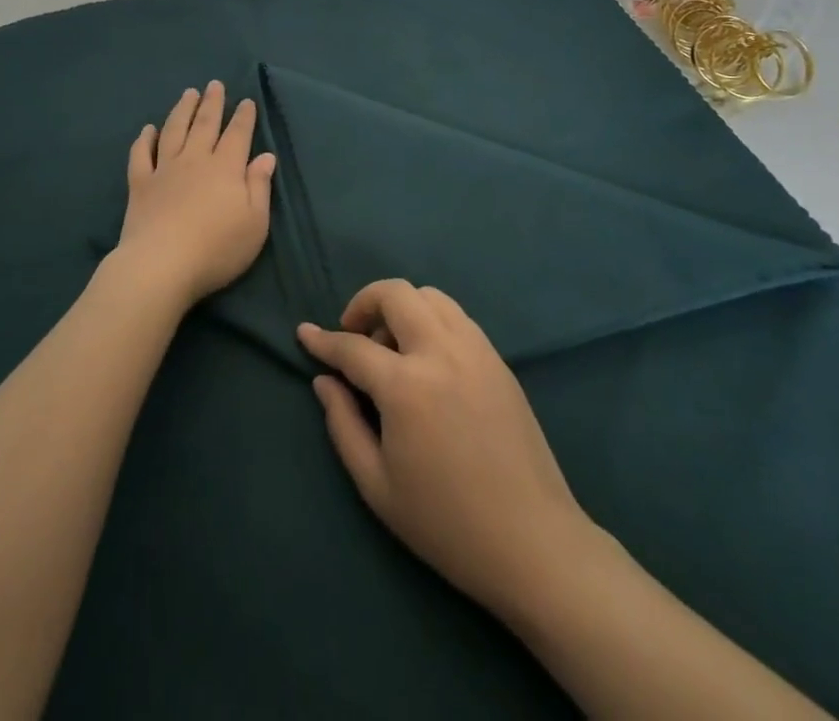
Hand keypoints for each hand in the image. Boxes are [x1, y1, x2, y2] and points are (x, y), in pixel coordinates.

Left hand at [112, 81, 275, 310]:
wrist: (161, 264)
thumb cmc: (216, 248)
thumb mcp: (254, 223)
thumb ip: (259, 186)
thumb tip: (265, 156)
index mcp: (225, 167)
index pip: (237, 134)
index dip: (243, 117)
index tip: (246, 101)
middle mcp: (195, 160)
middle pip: (205, 124)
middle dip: (213, 103)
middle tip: (215, 85)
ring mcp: (164, 169)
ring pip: (174, 130)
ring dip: (182, 110)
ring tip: (188, 94)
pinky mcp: (140, 184)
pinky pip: (141, 154)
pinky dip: (145, 139)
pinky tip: (148, 129)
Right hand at [298, 280, 596, 623]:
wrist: (534, 544)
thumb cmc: (447, 524)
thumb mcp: (377, 486)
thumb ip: (343, 425)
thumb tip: (324, 381)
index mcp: (406, 387)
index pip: (353, 347)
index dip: (323, 340)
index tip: (305, 333)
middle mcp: (441, 353)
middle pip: (395, 294)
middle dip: (364, 303)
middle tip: (354, 335)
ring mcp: (475, 351)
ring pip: (430, 296)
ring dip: (401, 308)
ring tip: (393, 349)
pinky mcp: (498, 361)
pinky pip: (456, 317)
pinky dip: (431, 321)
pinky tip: (428, 360)